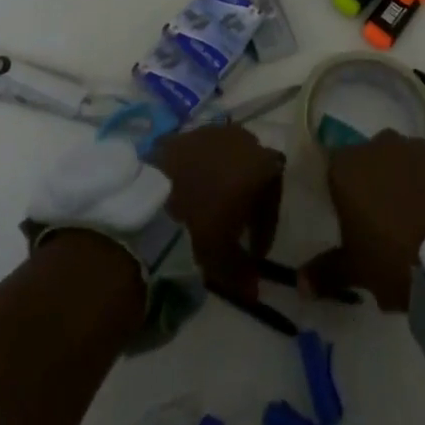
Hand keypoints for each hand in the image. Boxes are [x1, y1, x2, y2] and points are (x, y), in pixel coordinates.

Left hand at [150, 124, 284, 302]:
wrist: (149, 211)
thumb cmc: (199, 232)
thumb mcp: (226, 261)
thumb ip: (245, 274)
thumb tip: (254, 292)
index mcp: (259, 164)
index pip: (275, 187)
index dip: (267, 220)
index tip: (255, 250)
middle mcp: (238, 139)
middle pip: (252, 162)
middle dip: (247, 190)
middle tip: (236, 222)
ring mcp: (206, 132)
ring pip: (223, 152)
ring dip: (221, 176)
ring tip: (208, 206)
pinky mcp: (178, 135)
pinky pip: (196, 151)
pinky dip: (196, 169)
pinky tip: (184, 193)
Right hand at [301, 131, 424, 309]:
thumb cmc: (394, 257)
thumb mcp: (357, 270)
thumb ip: (326, 272)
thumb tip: (299, 283)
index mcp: (346, 167)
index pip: (333, 169)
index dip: (340, 193)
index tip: (349, 220)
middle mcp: (377, 144)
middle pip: (368, 161)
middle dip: (372, 185)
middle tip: (380, 223)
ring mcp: (414, 145)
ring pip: (400, 162)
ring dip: (402, 182)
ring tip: (413, 220)